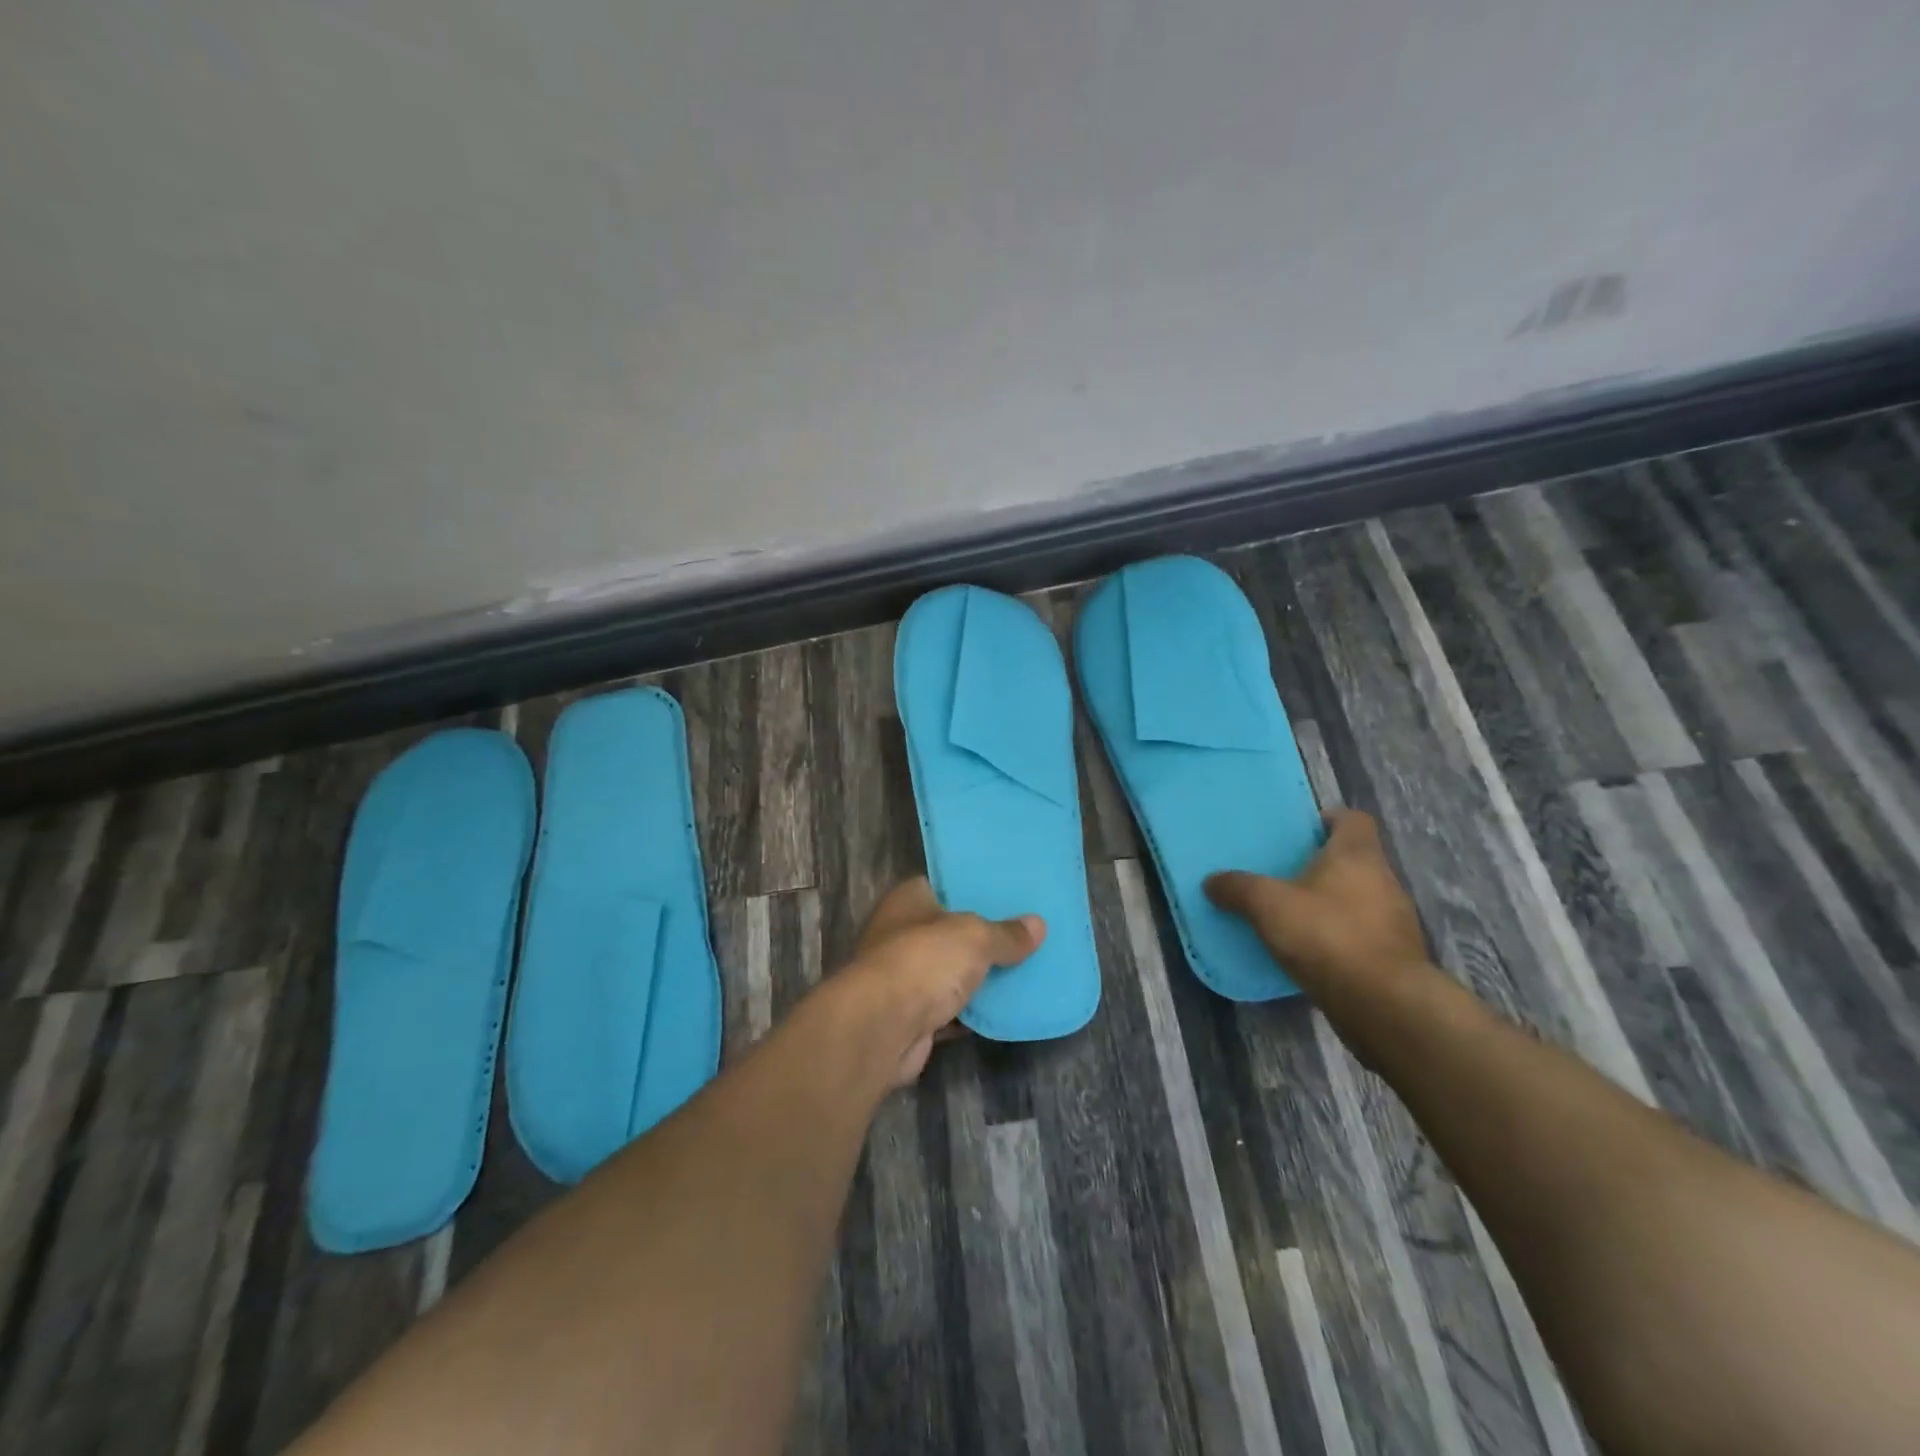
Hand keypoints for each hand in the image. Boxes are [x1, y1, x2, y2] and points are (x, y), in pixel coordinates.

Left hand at [843, 878, 1045, 1087]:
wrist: (881, 1028)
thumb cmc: (924, 961)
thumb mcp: (975, 937)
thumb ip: (1005, 933)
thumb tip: (1038, 924)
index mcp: (909, 900)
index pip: (943, 885)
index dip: (974, 888)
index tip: (1009, 892)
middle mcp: (902, 933)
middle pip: (950, 931)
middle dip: (984, 935)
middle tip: (1027, 931)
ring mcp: (905, 977)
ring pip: (952, 971)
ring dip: (980, 976)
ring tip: (1028, 966)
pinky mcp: (912, 1016)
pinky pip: (952, 1008)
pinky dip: (974, 1011)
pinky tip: (1009, 1008)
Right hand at [1205, 809, 1430, 999]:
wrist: (1383, 1004)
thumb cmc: (1327, 936)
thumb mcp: (1268, 906)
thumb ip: (1238, 888)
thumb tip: (1212, 881)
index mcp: (1357, 855)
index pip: (1352, 819)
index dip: (1327, 819)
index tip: (1300, 832)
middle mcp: (1384, 880)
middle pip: (1354, 859)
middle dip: (1321, 865)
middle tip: (1283, 875)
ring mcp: (1395, 920)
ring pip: (1358, 898)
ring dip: (1330, 903)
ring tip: (1293, 915)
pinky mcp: (1395, 956)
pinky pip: (1362, 933)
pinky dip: (1339, 936)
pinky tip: (1311, 952)